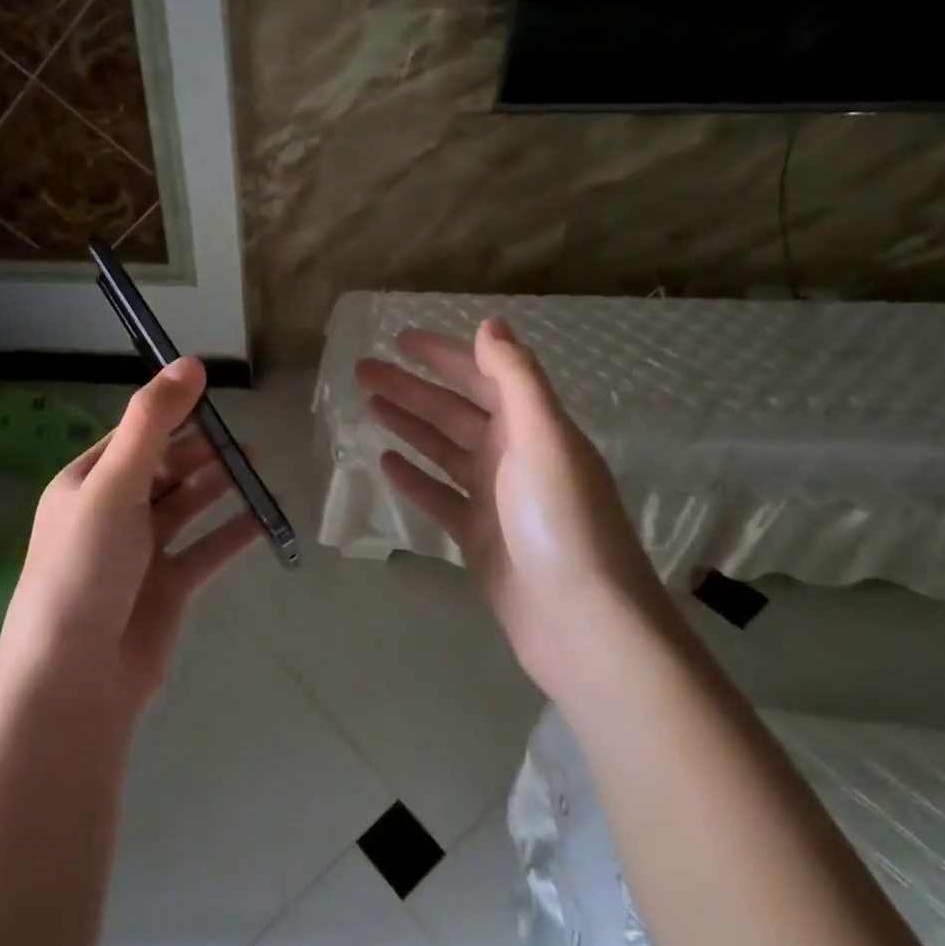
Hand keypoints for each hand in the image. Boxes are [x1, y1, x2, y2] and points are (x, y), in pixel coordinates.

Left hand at [0, 356, 262, 712]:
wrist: (75, 680)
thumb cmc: (85, 569)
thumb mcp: (113, 485)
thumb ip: (152, 423)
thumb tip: (189, 361)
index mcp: (86, 483)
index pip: (134, 435)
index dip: (172, 412)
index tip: (213, 394)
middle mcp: (111, 513)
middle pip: (164, 468)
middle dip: (201, 449)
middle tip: (241, 434)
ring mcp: (141, 553)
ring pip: (187, 505)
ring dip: (219, 483)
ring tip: (255, 461)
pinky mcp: (167, 588)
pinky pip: (206, 549)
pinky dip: (233, 531)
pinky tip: (265, 516)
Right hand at [354, 318, 657, 693]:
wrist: (582, 623)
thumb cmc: (561, 522)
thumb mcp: (543, 439)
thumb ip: (517, 378)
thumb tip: (491, 322)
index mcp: (532, 427)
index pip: (482, 376)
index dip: (443, 354)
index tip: (399, 338)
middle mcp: (514, 455)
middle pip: (453, 410)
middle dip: (410, 387)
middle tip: (362, 370)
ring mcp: (495, 498)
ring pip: (442, 449)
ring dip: (407, 424)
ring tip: (367, 405)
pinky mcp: (479, 537)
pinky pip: (439, 496)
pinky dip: (414, 477)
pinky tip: (385, 462)